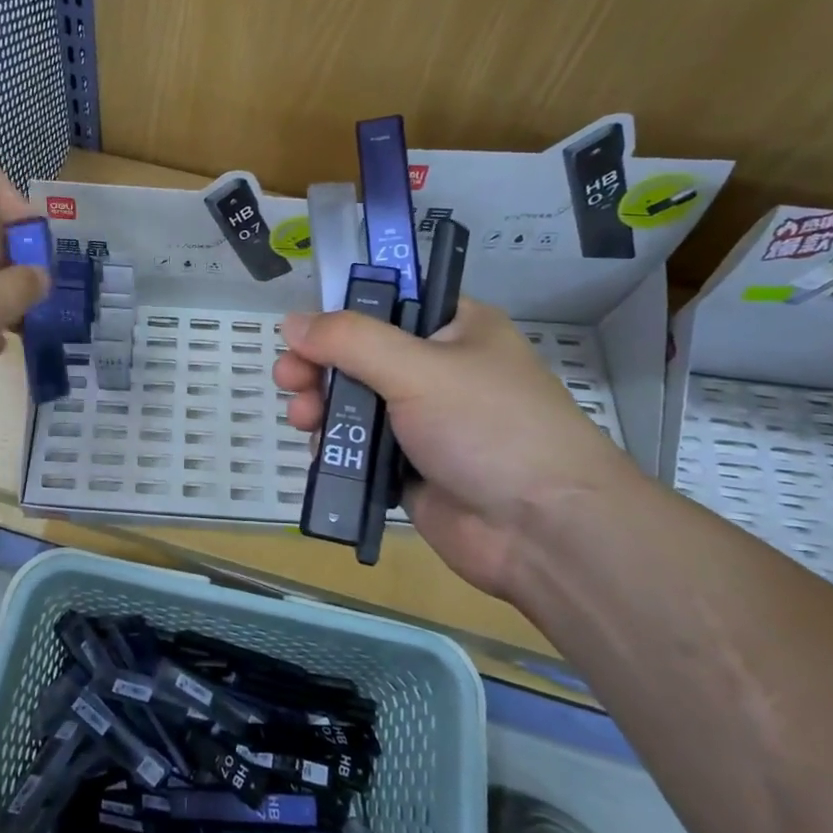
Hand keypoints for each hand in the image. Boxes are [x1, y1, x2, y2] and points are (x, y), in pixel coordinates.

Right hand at [272, 300, 639, 597]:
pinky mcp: (411, 467)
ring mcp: (425, 421)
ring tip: (301, 417)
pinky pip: (361, 446)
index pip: (390, 301)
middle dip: (321, 364)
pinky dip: (337, 444)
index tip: (305, 329)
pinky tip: (317, 448)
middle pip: (363, 354)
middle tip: (289, 377)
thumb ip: (350, 341)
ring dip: (322, 405)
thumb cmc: (488, 428)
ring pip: (357, 401)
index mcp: (456, 329)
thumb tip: (292, 321)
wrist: (544, 532)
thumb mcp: (418, 369)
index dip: (344, 310)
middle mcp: (440, 370)